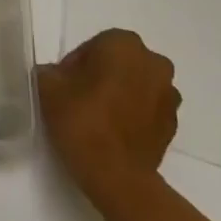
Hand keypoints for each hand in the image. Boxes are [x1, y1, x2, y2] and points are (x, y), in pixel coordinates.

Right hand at [38, 28, 180, 214]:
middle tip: (78, 99)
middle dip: (101, 75)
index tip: (63, 86)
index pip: (94, 45)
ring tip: (97, 118)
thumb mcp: (47, 86)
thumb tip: (55, 75)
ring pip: (136, 85)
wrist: (117, 176)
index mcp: (124, 44)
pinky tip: (112, 133)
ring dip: (120, 94)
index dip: (75, 64)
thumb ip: (49, 71)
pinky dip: (132, 115)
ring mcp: (169, 95)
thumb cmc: (82, 120)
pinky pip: (148, 110)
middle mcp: (154, 62)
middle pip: (120, 63)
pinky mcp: (173, 124)